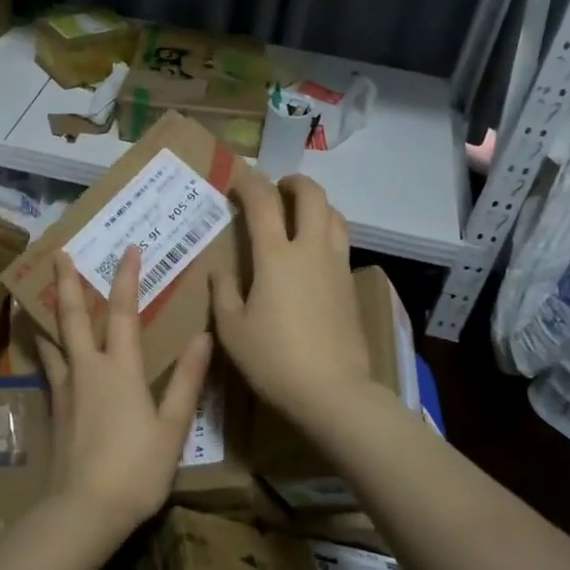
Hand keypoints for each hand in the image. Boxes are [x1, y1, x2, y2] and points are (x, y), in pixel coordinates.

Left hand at [39, 247, 210, 533]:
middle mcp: (87, 369)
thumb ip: (186, 380)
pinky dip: (43, 348)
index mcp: (120, 369)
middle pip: (73, 317)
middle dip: (66, 282)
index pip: (123, 312)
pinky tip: (42, 349)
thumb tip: (203, 337)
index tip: (127, 249)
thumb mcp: (172, 427)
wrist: (84, 510)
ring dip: (45, 313)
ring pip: (52, 340)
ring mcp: (65, 389)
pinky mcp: (53, 410)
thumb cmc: (136, 469)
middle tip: (58, 253)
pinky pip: (47, 367)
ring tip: (34, 294)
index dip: (126, 278)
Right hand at [210, 172, 373, 425]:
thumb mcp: (232, 330)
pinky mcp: (350, 286)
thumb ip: (224, 292)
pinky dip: (326, 231)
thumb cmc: (274, 360)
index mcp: (276, 257)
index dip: (249, 183)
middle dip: (294, 182)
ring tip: (299, 215)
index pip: (263, 202)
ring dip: (317, 204)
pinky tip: (313, 253)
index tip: (238, 178)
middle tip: (277, 188)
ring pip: (335, 216)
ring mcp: (336, 266)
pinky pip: (341, 242)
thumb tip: (220, 269)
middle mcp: (311, 250)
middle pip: (312, 196)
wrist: (333, 392)